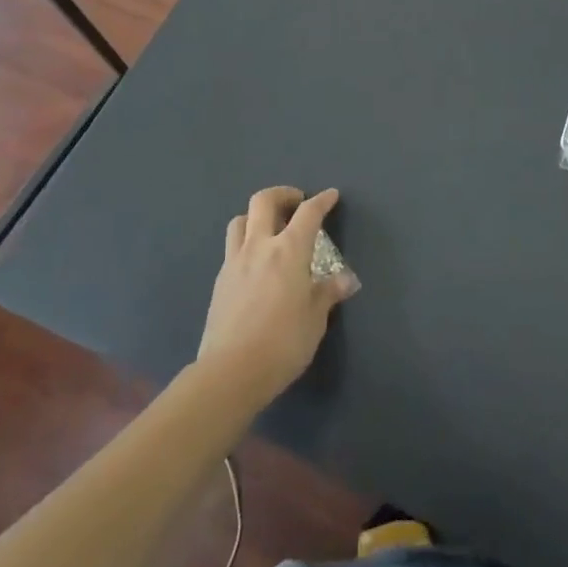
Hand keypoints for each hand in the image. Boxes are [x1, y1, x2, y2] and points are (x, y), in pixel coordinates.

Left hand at [196, 186, 359, 411]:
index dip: (321, 201)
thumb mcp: (315, 319)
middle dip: (282, 194)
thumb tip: (347, 279)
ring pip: (240, 220)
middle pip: (264, 201)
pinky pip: (232, 248)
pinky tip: (255, 264)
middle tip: (296, 203)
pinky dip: (246, 243)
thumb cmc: (283, 343)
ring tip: (270, 229)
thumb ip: (328, 293)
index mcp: (289, 251)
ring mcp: (234, 262)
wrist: (230, 372)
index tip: (330, 195)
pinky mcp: (219, 281)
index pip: (308, 214)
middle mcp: (259, 247)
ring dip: (257, 216)